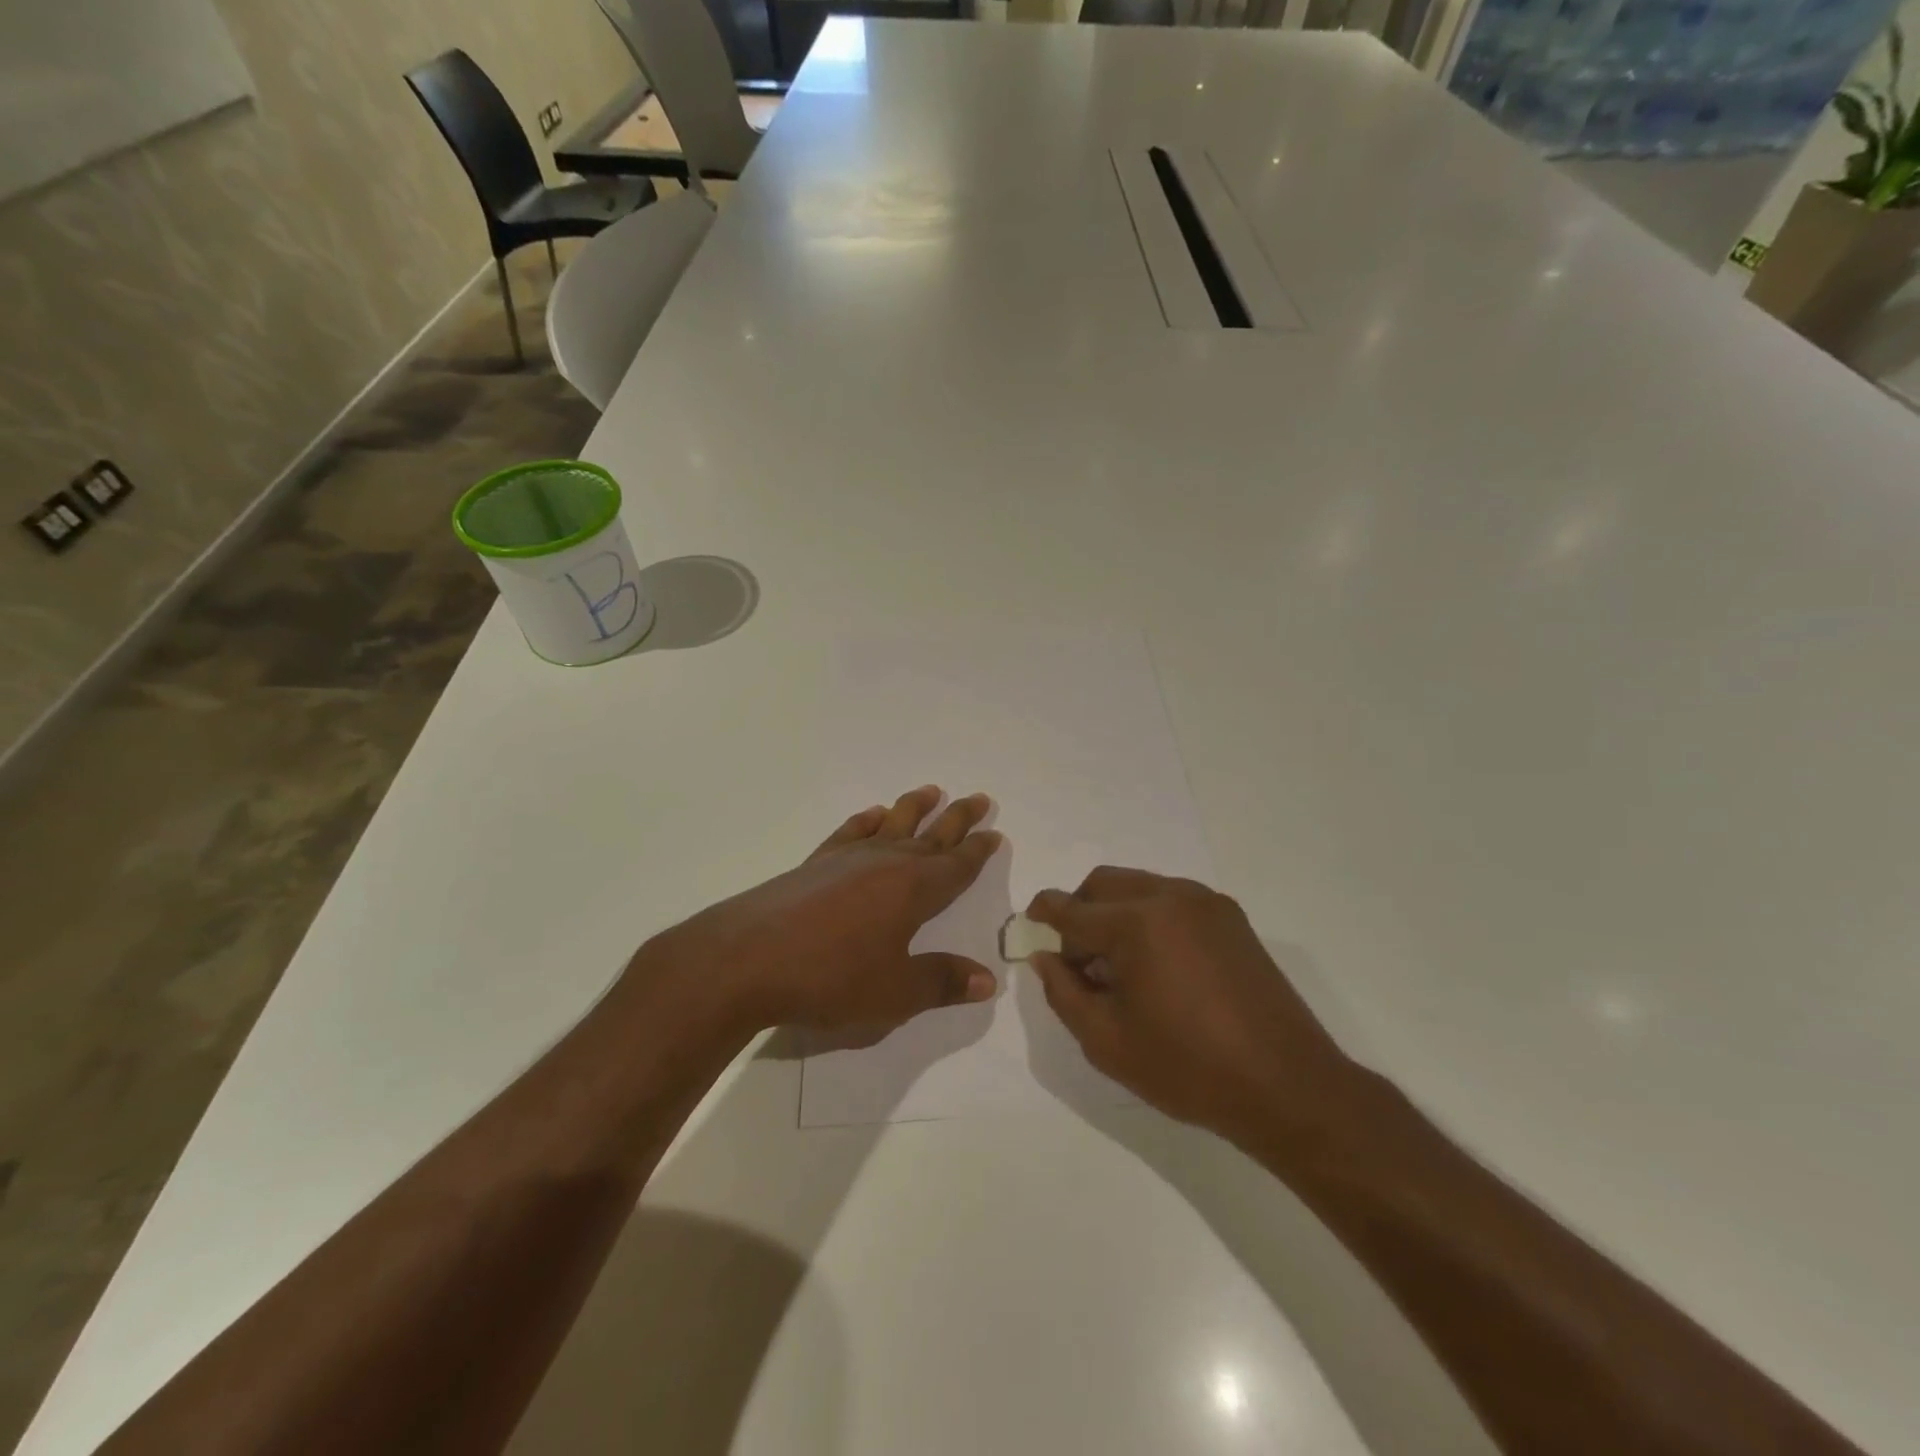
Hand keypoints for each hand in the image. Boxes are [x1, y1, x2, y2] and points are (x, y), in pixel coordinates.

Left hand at [639, 786, 1001, 1037]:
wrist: (747, 959)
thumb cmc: (831, 978)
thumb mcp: (895, 992)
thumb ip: (942, 982)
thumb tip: (987, 979)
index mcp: (914, 890)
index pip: (957, 865)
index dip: (978, 850)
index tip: (995, 832)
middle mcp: (887, 863)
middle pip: (931, 835)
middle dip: (957, 819)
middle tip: (979, 798)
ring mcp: (848, 858)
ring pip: (892, 824)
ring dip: (914, 807)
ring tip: (932, 790)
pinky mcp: (815, 863)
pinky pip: (850, 832)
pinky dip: (866, 820)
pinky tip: (873, 814)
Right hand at [1025, 868, 1358, 1146]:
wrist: (1287, 1086)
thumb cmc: (1188, 1068)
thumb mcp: (1107, 1042)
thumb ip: (1063, 993)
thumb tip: (1045, 958)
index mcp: (1136, 923)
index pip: (1072, 909)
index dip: (1043, 915)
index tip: (1030, 926)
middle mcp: (1170, 897)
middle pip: (1104, 883)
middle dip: (1079, 909)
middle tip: (1077, 957)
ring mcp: (1206, 902)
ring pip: (1139, 886)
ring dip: (1115, 912)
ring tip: (1119, 966)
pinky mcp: (1231, 917)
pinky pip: (1173, 899)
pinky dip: (1149, 916)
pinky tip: (1158, 964)